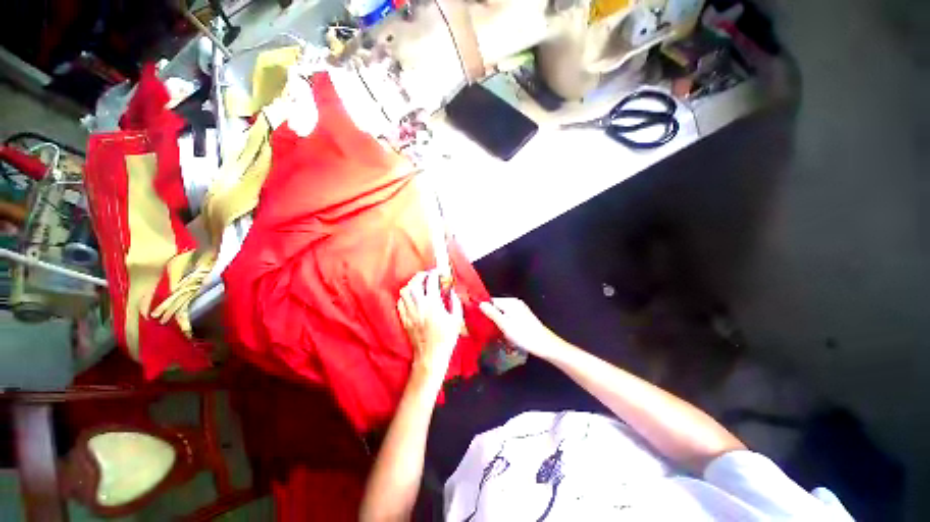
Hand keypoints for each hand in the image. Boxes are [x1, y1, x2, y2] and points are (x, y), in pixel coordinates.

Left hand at [398, 270, 463, 380]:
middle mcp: (419, 305)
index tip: (438, 273)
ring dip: (411, 284)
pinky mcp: (404, 319)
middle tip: (426, 275)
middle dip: (420, 275)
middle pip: (414, 283)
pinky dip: (405, 296)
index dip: (434, 274)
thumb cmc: (446, 338)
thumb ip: (455, 302)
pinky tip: (411, 297)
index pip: (430, 281)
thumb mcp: (457, 319)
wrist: (431, 356)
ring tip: (418, 284)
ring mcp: (409, 312)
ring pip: (404, 291)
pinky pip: (400, 302)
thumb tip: (452, 292)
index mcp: (433, 304)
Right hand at [479, 298, 563, 360]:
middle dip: (490, 314)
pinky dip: (504, 322)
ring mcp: (520, 309)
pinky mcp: (523, 317)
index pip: (491, 301)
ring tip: (491, 330)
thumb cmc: (523, 335)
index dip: (483, 308)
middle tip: (482, 326)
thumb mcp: (504, 325)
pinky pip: (508, 316)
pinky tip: (502, 331)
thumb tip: (480, 303)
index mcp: (510, 302)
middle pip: (497, 306)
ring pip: (502, 312)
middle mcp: (515, 303)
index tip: (476, 318)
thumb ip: (492, 313)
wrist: (545, 344)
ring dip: (497, 320)